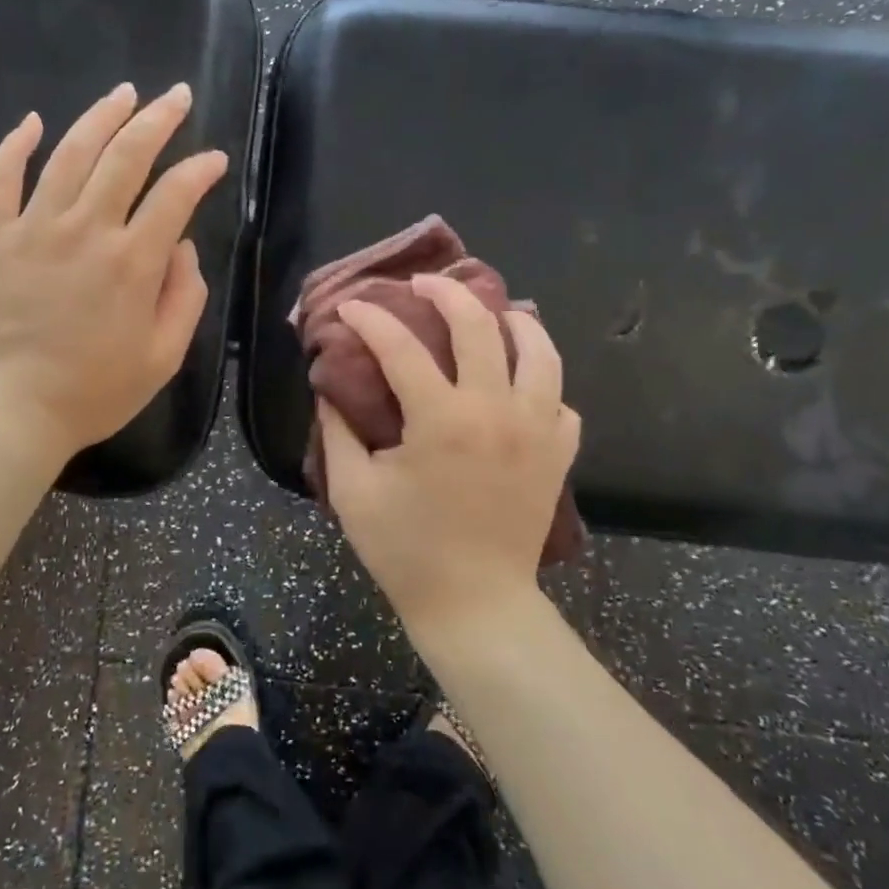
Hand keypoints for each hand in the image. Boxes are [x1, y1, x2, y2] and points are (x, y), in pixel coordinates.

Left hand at [0, 82, 228, 462]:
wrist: (5, 413)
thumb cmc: (92, 393)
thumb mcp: (162, 358)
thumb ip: (185, 298)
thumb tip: (181, 247)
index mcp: (133, 261)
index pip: (175, 195)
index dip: (200, 170)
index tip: (214, 159)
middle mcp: (86, 229)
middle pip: (126, 156)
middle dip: (157, 120)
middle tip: (175, 96)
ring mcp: (32, 227)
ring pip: (69, 153)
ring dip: (100, 117)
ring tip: (122, 93)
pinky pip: (0, 177)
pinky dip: (15, 144)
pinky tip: (32, 121)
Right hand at [319, 274, 580, 638]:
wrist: (474, 603)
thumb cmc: (406, 551)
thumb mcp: (353, 491)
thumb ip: (336, 432)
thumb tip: (329, 389)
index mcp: (440, 419)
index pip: (400, 346)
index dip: (369, 318)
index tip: (350, 307)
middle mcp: (496, 410)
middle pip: (479, 325)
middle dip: (445, 292)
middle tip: (422, 285)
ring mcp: (536, 430)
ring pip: (540, 350)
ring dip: (514, 321)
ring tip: (493, 314)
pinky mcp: (559, 454)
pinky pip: (560, 400)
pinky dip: (541, 383)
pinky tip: (520, 385)